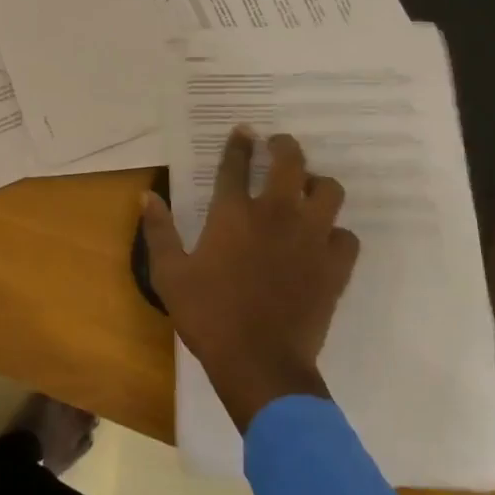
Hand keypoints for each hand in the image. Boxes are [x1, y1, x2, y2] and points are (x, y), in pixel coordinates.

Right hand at [144, 128, 359, 430]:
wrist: (261, 364)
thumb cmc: (210, 316)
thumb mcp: (170, 275)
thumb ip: (159, 231)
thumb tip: (147, 195)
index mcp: (233, 213)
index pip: (236, 163)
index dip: (239, 142)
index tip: (244, 130)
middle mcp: (276, 214)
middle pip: (291, 161)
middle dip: (285, 146)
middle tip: (279, 148)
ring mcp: (311, 238)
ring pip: (329, 190)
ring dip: (318, 185)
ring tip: (306, 192)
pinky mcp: (335, 266)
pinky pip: (347, 236)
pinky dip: (336, 233)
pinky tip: (323, 242)